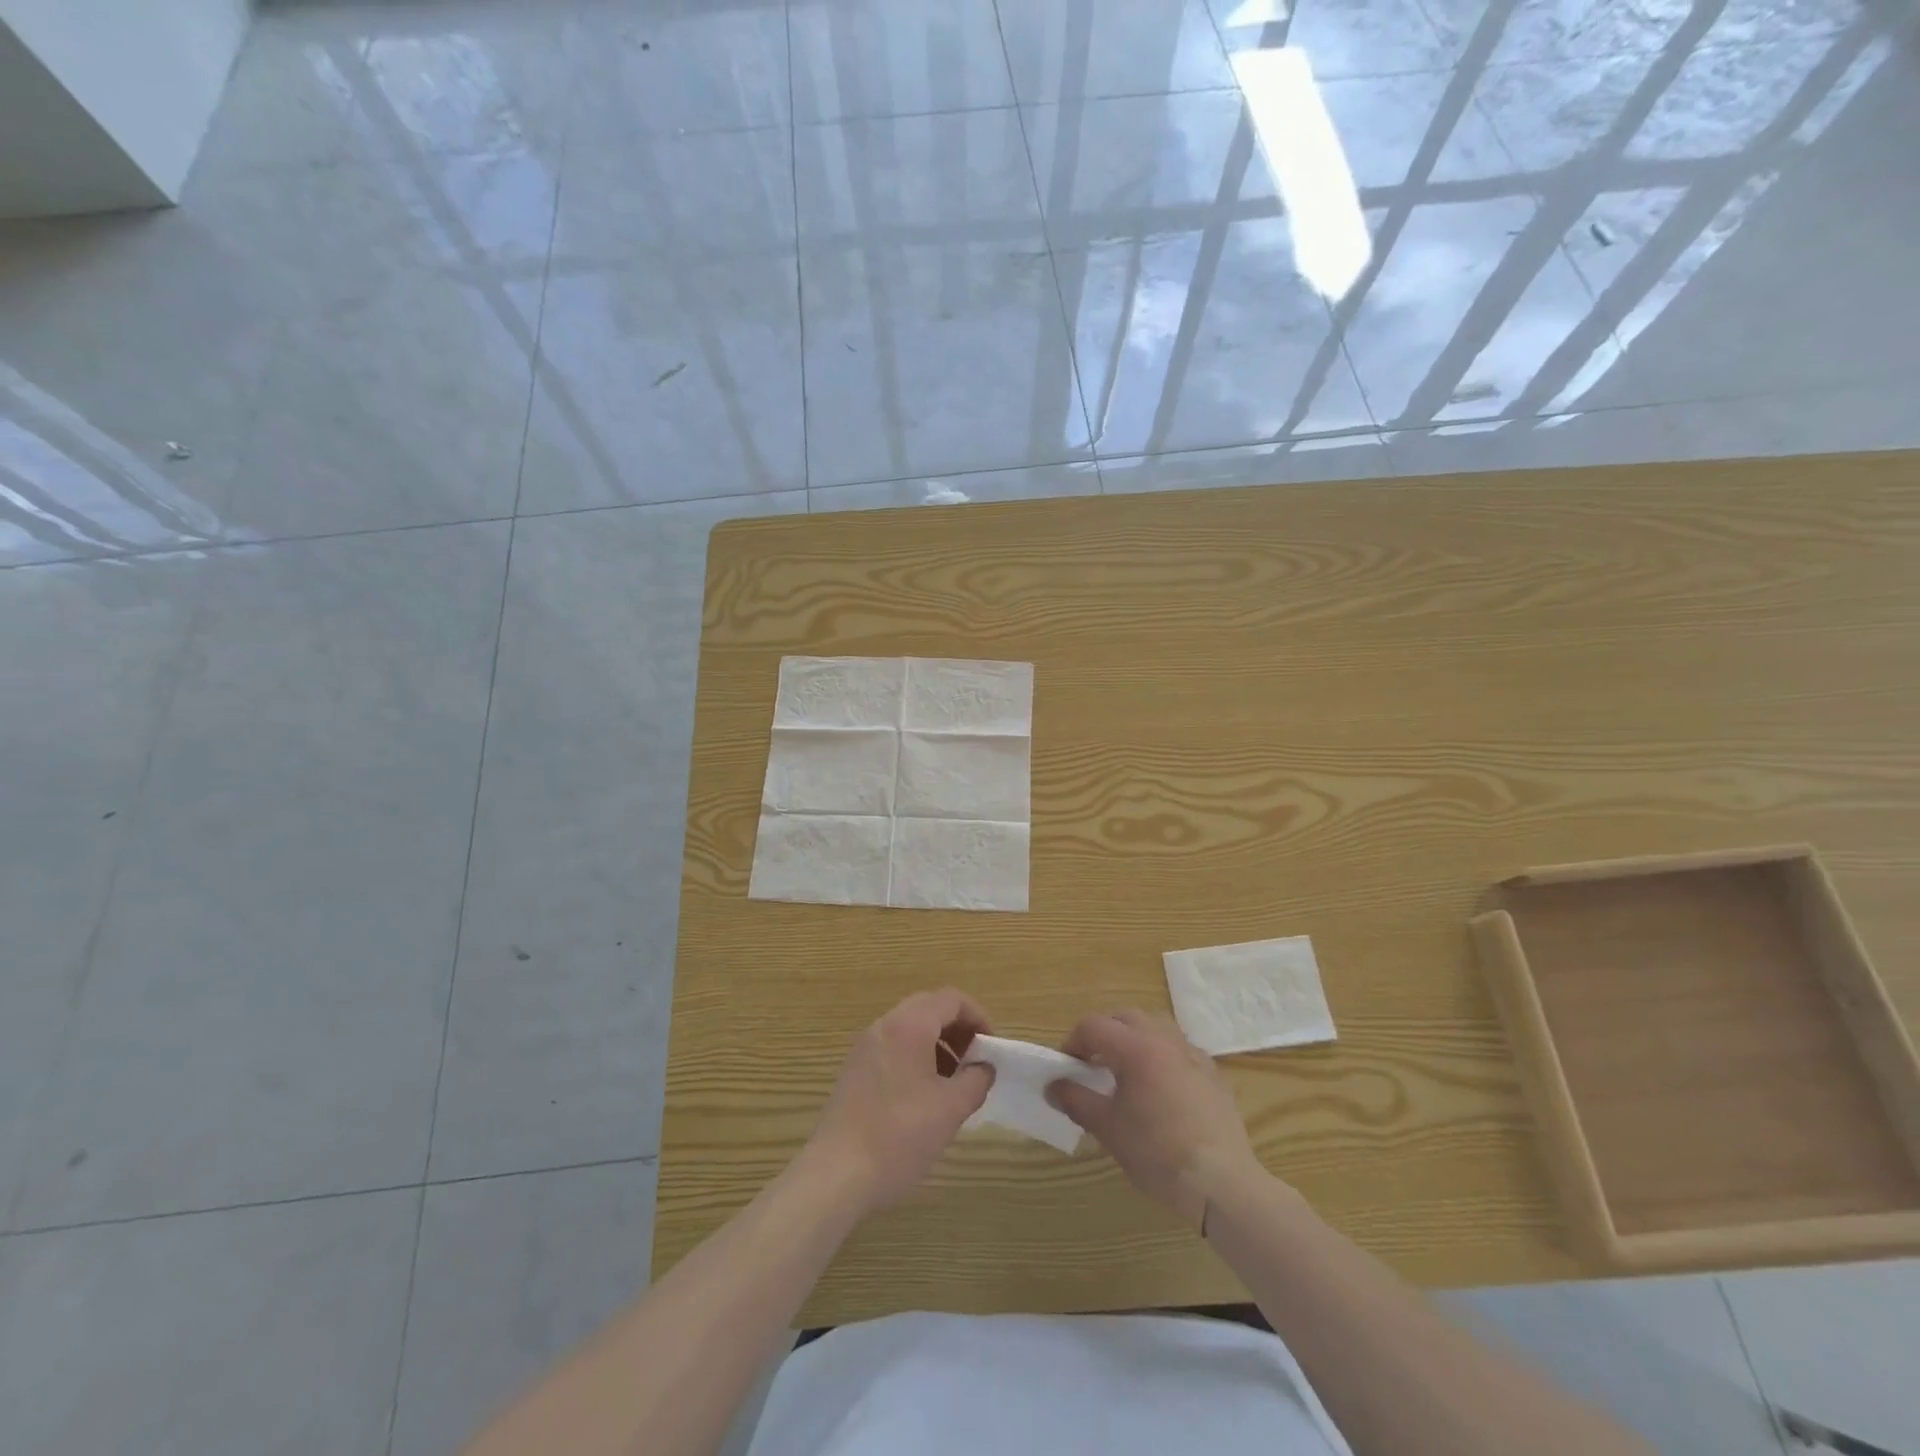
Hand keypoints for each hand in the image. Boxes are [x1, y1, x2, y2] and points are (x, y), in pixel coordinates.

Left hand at [806, 988, 994, 1216]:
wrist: (836, 1174)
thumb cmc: (900, 1135)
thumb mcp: (951, 1109)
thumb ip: (976, 1080)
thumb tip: (984, 1068)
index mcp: (909, 1025)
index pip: (951, 999)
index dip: (978, 1017)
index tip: (990, 1049)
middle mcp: (884, 1026)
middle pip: (929, 1008)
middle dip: (958, 1030)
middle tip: (974, 1062)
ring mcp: (865, 1047)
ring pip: (910, 1029)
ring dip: (938, 1045)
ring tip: (953, 1083)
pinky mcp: (854, 1070)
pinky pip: (893, 1048)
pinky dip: (916, 1058)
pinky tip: (924, 1097)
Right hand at [1047, 1010, 1262, 1227]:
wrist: (1221, 1183)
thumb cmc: (1158, 1153)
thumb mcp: (1109, 1129)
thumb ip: (1077, 1101)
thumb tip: (1053, 1087)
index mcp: (1136, 1048)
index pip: (1093, 1026)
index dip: (1073, 1042)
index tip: (1066, 1068)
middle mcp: (1165, 1040)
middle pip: (1125, 1018)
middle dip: (1104, 1034)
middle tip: (1092, 1064)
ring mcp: (1193, 1054)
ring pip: (1156, 1026)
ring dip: (1134, 1038)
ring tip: (1126, 1069)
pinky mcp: (1213, 1073)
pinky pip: (1181, 1049)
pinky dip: (1162, 1055)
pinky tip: (1161, 1085)